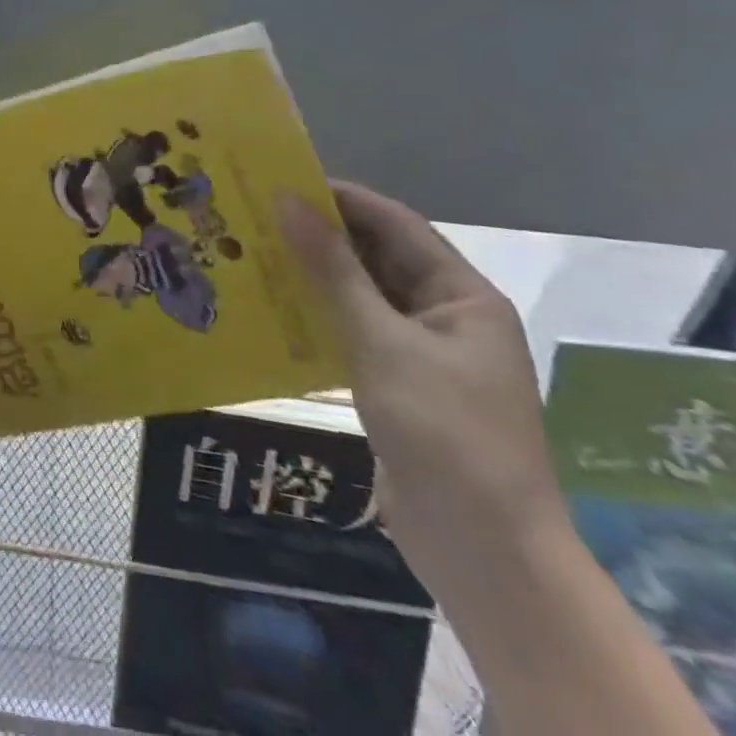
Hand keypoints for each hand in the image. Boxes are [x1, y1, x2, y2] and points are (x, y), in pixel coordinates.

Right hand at [277, 182, 570, 605]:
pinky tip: (271, 311)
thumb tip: (288, 202)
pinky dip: (317, 319)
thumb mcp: (382, 343)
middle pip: (377, 258)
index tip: (279, 180)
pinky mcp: (399, 388)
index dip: (340, 198)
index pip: (395, 224)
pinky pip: (354, 335)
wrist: (484, 555)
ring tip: (251, 254)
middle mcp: (445, 317)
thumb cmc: (444, 433)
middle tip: (253, 216)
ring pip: (361, 297)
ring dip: (313, 277)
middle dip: (320, 236)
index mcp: (461, 296)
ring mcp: (423, 355)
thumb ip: (333, 270)